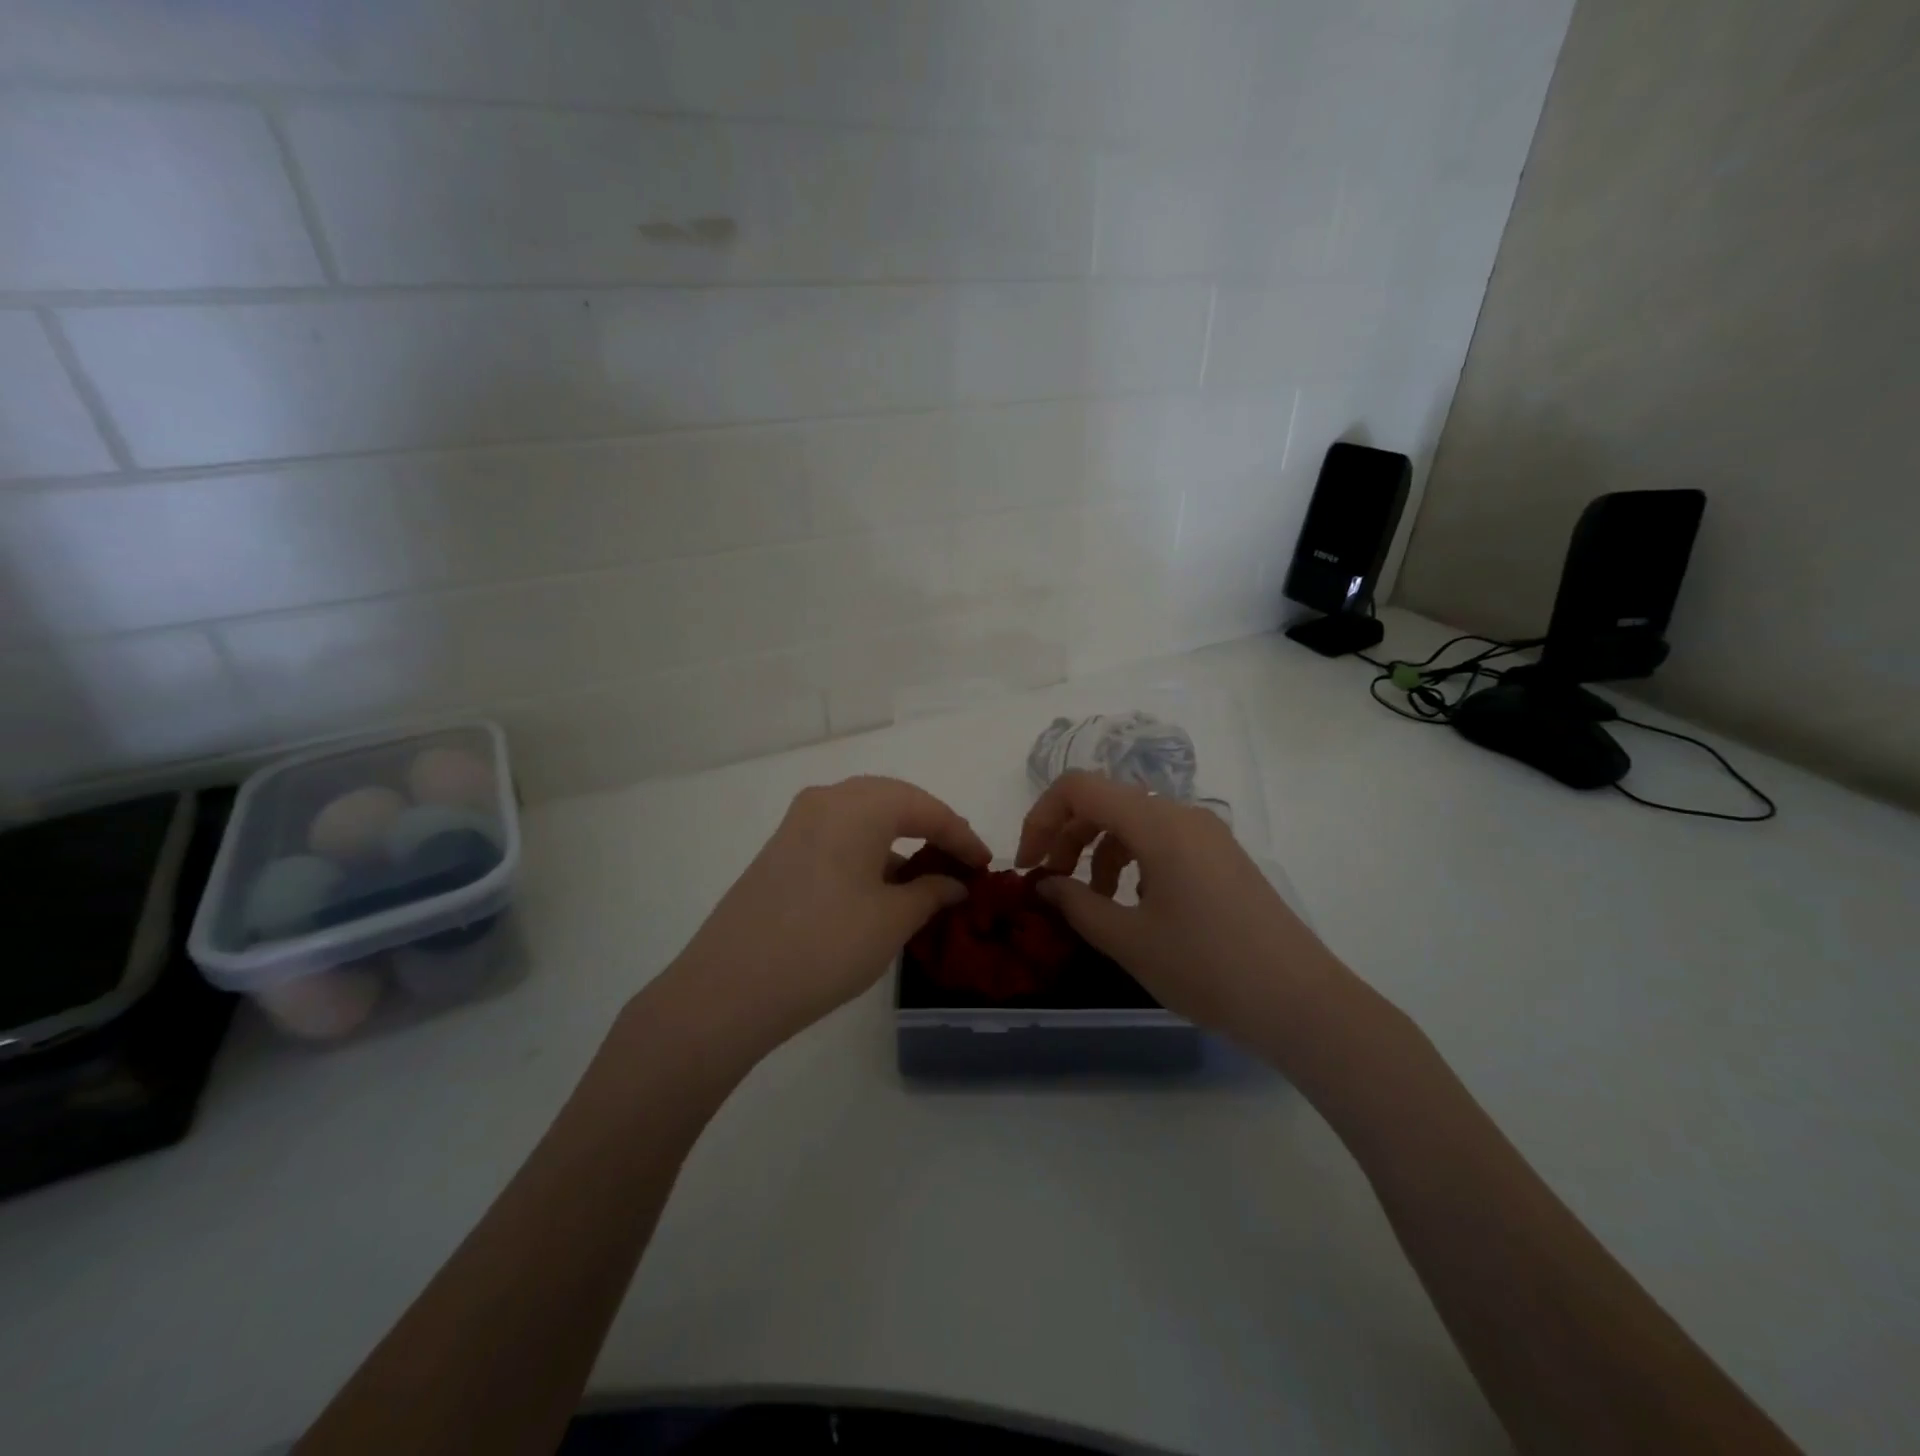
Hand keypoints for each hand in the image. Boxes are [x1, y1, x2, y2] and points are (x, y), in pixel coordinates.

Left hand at [665, 776, 990, 1048]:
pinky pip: (837, 835)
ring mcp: (796, 824)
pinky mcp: (780, 850)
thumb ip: (931, 892)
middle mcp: (826, 800)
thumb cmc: (825, 946)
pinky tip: (881, 885)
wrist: (729, 988)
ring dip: (898, 840)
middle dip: (931, 828)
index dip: (962, 835)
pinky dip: (868, 851)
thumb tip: (955, 882)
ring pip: (863, 817)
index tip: (987, 865)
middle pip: (893, 801)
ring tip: (925, 875)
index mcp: (858, 805)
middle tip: (960, 861)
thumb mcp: (892, 920)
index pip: (926, 809)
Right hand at [1015, 772, 1349, 1058]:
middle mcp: (1183, 815)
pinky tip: (1134, 903)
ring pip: (1133, 822)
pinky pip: (1162, 840)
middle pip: (1105, 802)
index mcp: (1158, 824)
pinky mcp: (1221, 857)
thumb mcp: (1128, 939)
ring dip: (1098, 850)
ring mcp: (1207, 835)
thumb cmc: (1207, 968)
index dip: (1040, 818)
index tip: (1027, 866)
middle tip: (1050, 883)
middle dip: (1066, 836)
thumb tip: (1042, 883)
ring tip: (1092, 899)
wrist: (1301, 1003)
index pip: (1079, 788)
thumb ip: (1075, 904)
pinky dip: (1131, 860)